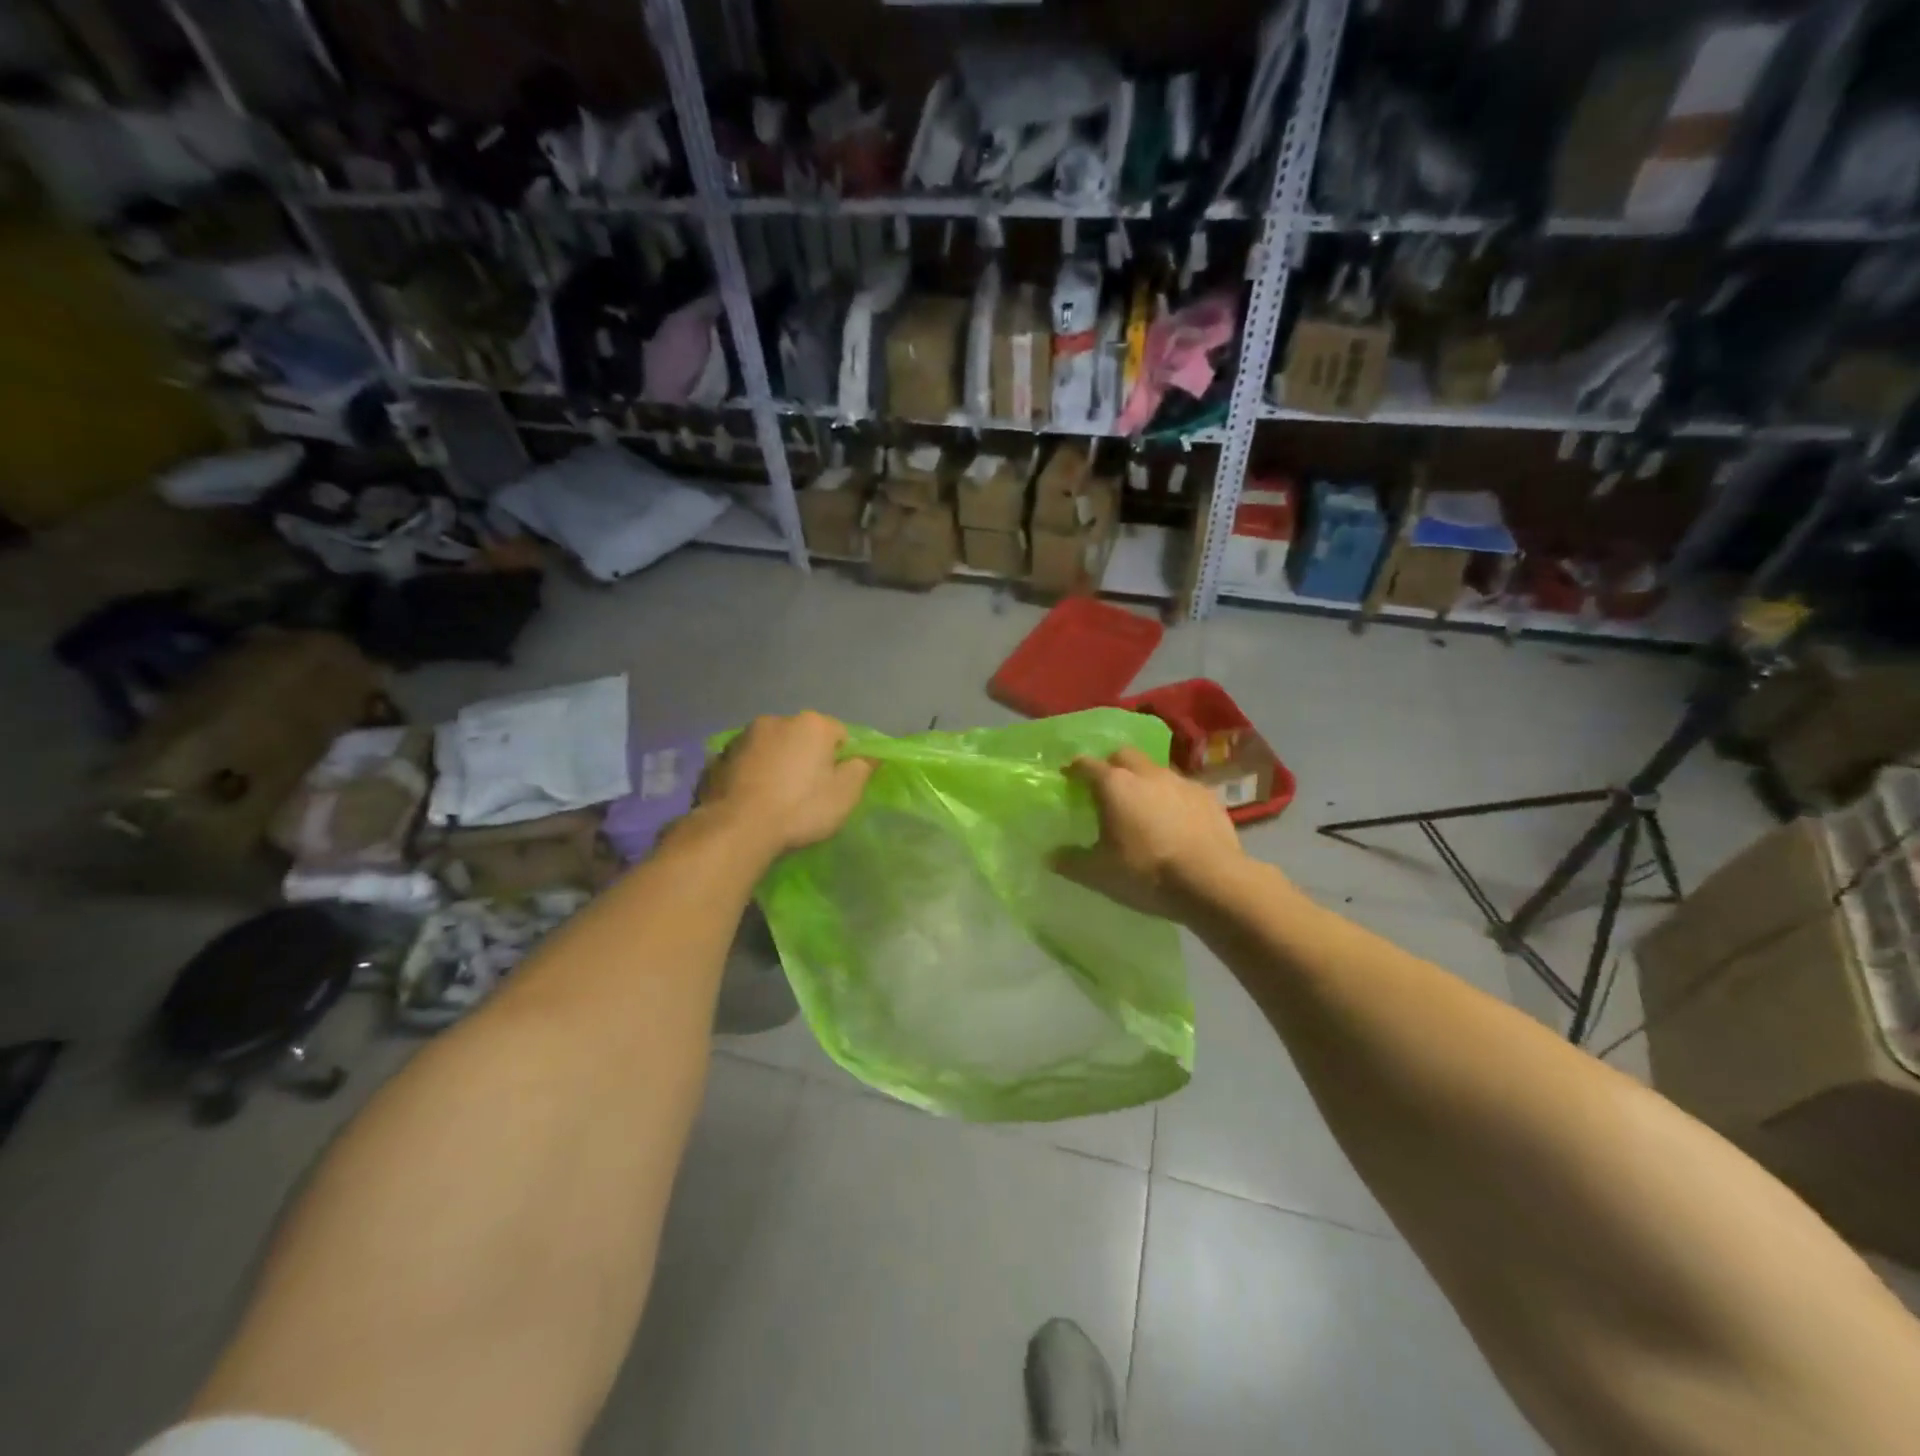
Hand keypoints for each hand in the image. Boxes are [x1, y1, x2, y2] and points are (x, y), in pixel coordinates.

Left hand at [698, 712, 873, 857]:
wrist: (737, 829)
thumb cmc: (800, 808)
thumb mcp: (845, 794)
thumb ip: (862, 769)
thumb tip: (869, 756)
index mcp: (812, 724)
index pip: (839, 734)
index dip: (841, 759)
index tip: (834, 785)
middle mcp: (777, 720)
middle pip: (802, 737)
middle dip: (806, 757)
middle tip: (805, 792)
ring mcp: (743, 736)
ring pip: (772, 747)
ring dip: (776, 763)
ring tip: (774, 797)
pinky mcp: (719, 756)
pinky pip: (746, 761)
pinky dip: (752, 772)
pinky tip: (751, 798)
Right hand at [1053, 746, 1244, 919]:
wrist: (1211, 881)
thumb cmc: (1146, 873)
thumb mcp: (1099, 874)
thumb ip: (1071, 861)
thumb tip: (1050, 855)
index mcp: (1114, 785)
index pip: (1086, 764)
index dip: (1074, 769)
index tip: (1068, 776)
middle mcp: (1146, 773)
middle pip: (1123, 755)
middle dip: (1111, 765)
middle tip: (1106, 788)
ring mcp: (1181, 781)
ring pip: (1155, 769)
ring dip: (1144, 780)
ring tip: (1142, 805)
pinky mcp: (1207, 796)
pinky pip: (1182, 788)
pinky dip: (1172, 797)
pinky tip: (1175, 820)